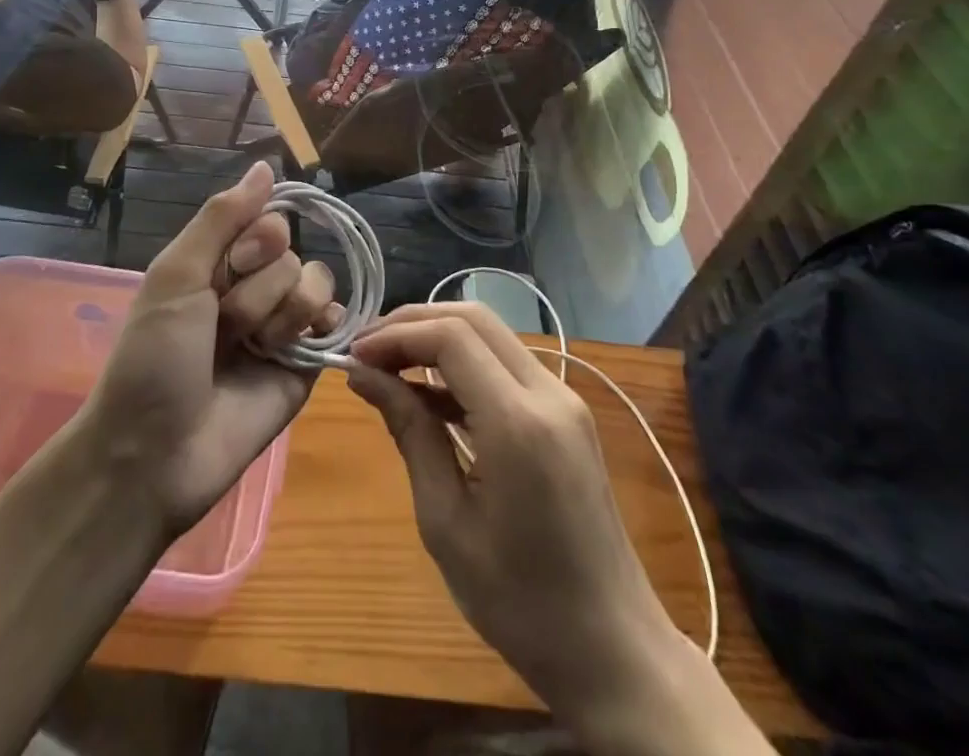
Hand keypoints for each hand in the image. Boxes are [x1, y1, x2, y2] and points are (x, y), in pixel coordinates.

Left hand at [83, 162, 336, 532]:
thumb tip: (265, 164)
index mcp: (218, 263)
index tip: (231, 268)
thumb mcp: (177, 275)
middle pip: (290, 253)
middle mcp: (252, 287)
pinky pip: (334, 321)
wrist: (154, 453)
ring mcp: (281, 325)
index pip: (268, 220)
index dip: (257, 241)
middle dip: (259, 289)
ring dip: (282, 314)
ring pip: (315, 283)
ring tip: (252, 350)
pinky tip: (302, 344)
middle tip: (225, 326)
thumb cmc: (154, 357)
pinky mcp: (305, 363)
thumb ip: (222, 216)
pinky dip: (323, 325)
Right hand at [346, 304, 679, 730]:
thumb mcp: (446, 522)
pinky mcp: (566, 413)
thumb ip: (409, 433)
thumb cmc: (521, 603)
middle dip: (413, 324)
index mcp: (518, 422)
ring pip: (491, 334)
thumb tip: (363, 374)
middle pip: (472, 319)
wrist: (614, 649)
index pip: (450, 336)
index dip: (396, 334)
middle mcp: (547, 392)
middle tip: (367, 351)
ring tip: (387, 366)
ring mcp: (563, 399)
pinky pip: (506, 365)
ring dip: (437, 338)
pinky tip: (427, 394)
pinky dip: (463, 364)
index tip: (354, 354)